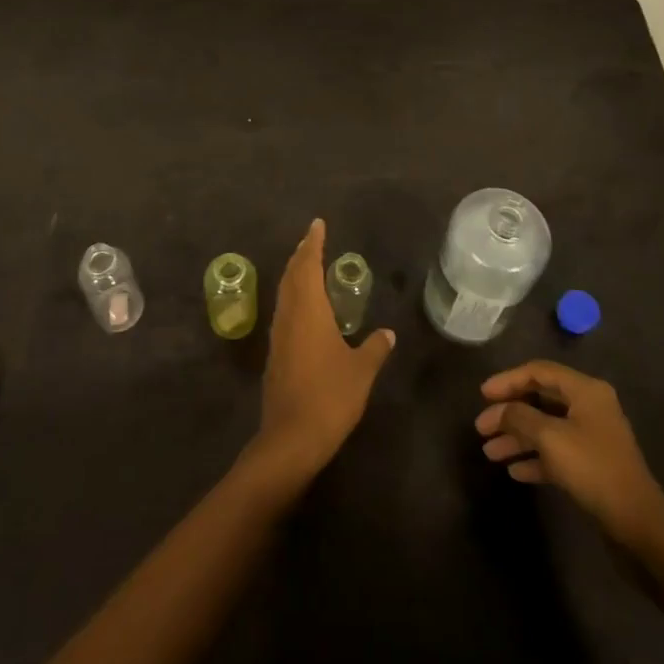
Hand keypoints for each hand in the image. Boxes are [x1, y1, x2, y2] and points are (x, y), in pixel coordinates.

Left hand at [246, 219, 395, 489]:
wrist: (291, 439)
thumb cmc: (329, 397)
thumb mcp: (361, 371)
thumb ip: (374, 348)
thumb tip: (387, 333)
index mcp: (308, 310)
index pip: (307, 265)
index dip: (312, 243)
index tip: (317, 224)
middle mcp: (289, 315)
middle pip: (291, 275)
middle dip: (301, 254)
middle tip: (313, 239)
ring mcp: (279, 335)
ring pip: (284, 293)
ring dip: (295, 274)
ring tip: (308, 265)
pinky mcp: (276, 354)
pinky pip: (284, 311)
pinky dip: (294, 296)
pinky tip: (305, 308)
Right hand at [476, 361, 663, 548]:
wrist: (638, 524)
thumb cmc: (593, 469)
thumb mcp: (550, 438)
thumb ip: (520, 417)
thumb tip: (499, 410)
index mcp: (585, 390)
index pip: (538, 372)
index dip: (507, 380)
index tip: (482, 395)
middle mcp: (589, 407)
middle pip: (540, 400)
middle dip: (509, 414)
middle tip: (481, 428)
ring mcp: (591, 436)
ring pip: (546, 428)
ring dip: (518, 438)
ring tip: (490, 453)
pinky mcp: (591, 465)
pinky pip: (556, 452)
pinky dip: (535, 458)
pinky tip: (514, 471)